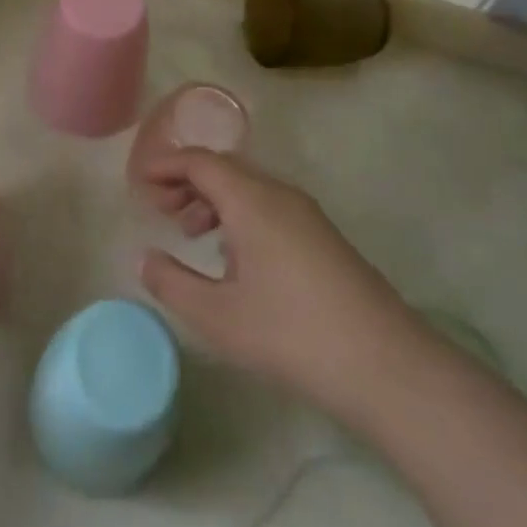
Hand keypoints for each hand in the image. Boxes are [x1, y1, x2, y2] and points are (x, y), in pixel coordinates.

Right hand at [138, 148, 416, 409]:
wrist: (385, 365)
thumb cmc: (291, 334)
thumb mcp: (218, 316)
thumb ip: (172, 283)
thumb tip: (145, 258)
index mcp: (251, 199)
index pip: (200, 161)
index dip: (166, 166)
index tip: (140, 184)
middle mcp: (279, 194)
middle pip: (225, 168)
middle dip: (187, 182)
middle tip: (160, 209)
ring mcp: (306, 214)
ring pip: (248, 188)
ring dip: (214, 199)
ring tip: (191, 232)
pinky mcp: (323, 237)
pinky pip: (269, 206)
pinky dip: (239, 214)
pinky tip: (234, 257)